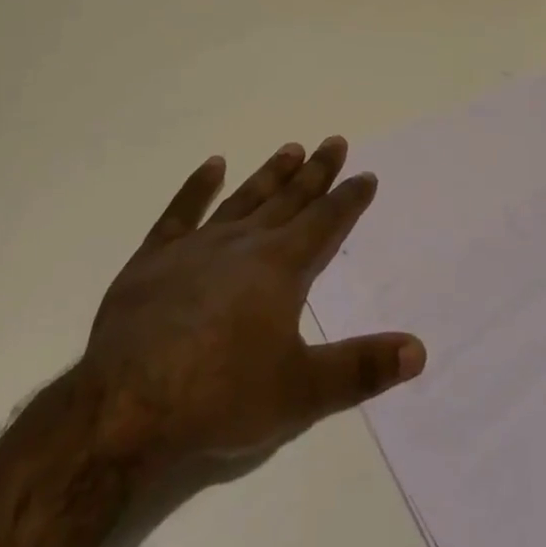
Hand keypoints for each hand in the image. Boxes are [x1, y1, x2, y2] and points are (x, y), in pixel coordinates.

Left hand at [76, 137, 424, 477]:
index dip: (349, 199)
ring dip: (270, 174)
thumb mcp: (301, 393)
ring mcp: (197, 246)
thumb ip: (361, 369)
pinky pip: (181, 212)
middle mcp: (244, 243)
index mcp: (281, 268)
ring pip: (244, 198)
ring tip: (291, 148)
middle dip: (316, 172)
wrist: (126, 406)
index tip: (365, 174)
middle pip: (289, 199)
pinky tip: (212, 165)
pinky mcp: (155, 258)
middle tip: (334, 140)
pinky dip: (197, 187)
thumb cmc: (220, 397)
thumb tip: (419, 349)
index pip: (326, 223)